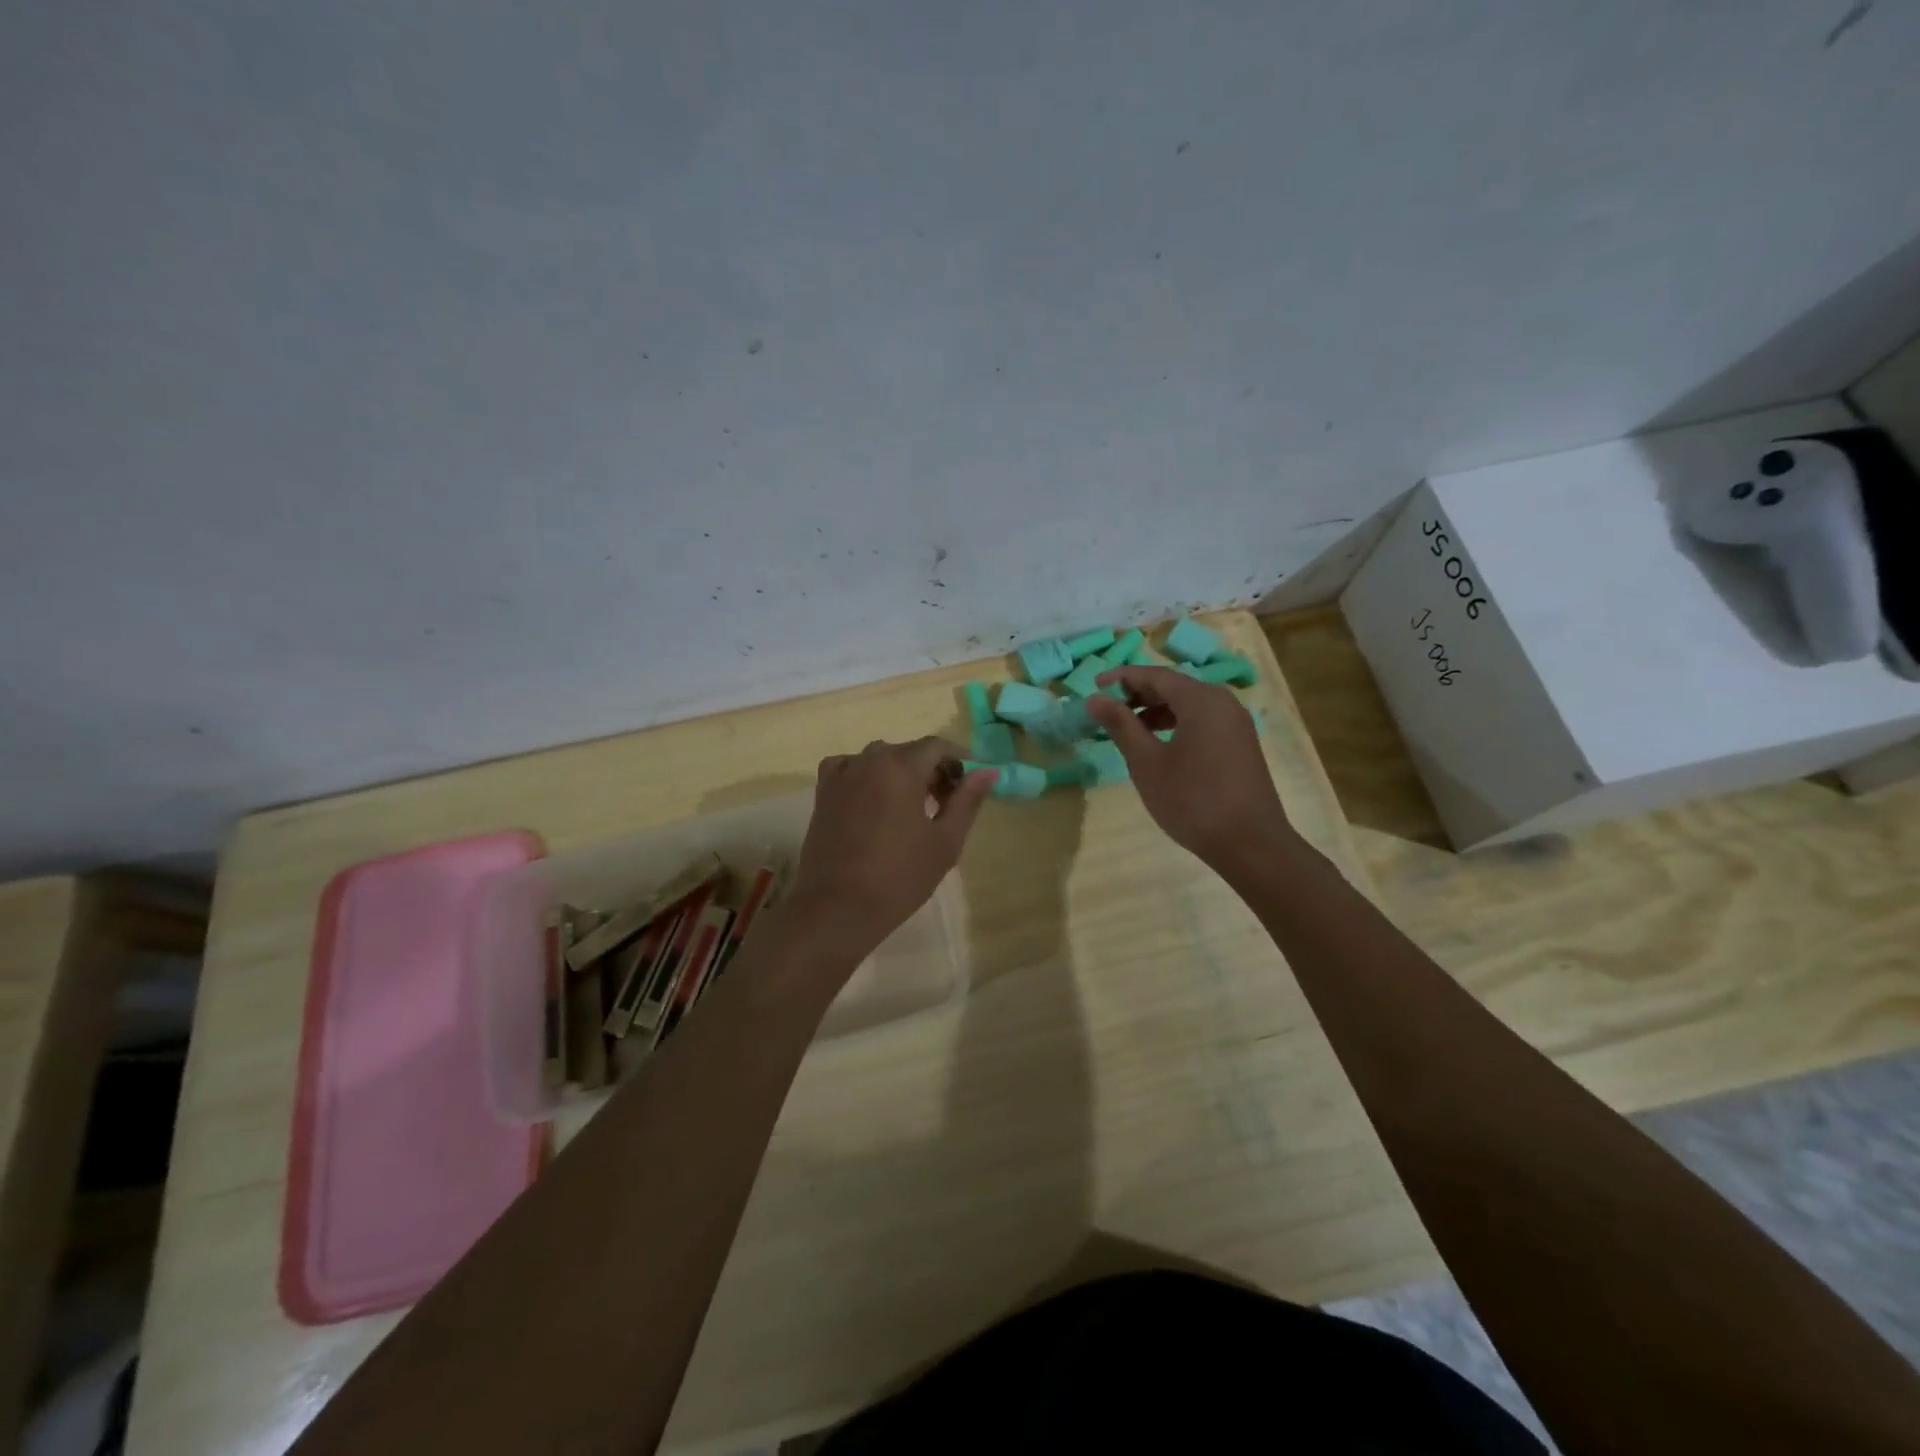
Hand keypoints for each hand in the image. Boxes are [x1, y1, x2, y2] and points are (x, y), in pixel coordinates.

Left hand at [783, 737, 995, 965]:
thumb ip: (967, 800)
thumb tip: (987, 771)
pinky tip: (873, 800)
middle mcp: (869, 760)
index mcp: (901, 767)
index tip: (971, 781)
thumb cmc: (899, 877)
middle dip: (932, 770)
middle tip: (947, 802)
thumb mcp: (945, 841)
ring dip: (901, 773)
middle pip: (908, 751)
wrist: (838, 908)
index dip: (958, 759)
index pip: (936, 746)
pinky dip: (866, 776)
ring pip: (879, 760)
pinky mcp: (822, 793)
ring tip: (913, 807)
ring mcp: (841, 775)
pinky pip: (849, 769)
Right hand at [1086, 666, 1294, 869]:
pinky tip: (1160, 746)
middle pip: (1174, 686)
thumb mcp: (1147, 763)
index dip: (1122, 678)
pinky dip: (1177, 724)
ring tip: (1128, 729)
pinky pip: (1203, 721)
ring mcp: (1236, 724)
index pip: (1154, 675)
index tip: (1094, 686)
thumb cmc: (1192, 800)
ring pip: (1189, 704)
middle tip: (1107, 709)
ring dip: (1157, 711)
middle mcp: (1223, 702)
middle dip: (1138, 694)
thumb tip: (1095, 699)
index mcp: (1201, 700)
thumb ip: (1121, 726)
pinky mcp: (1241, 744)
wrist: (1250, 843)